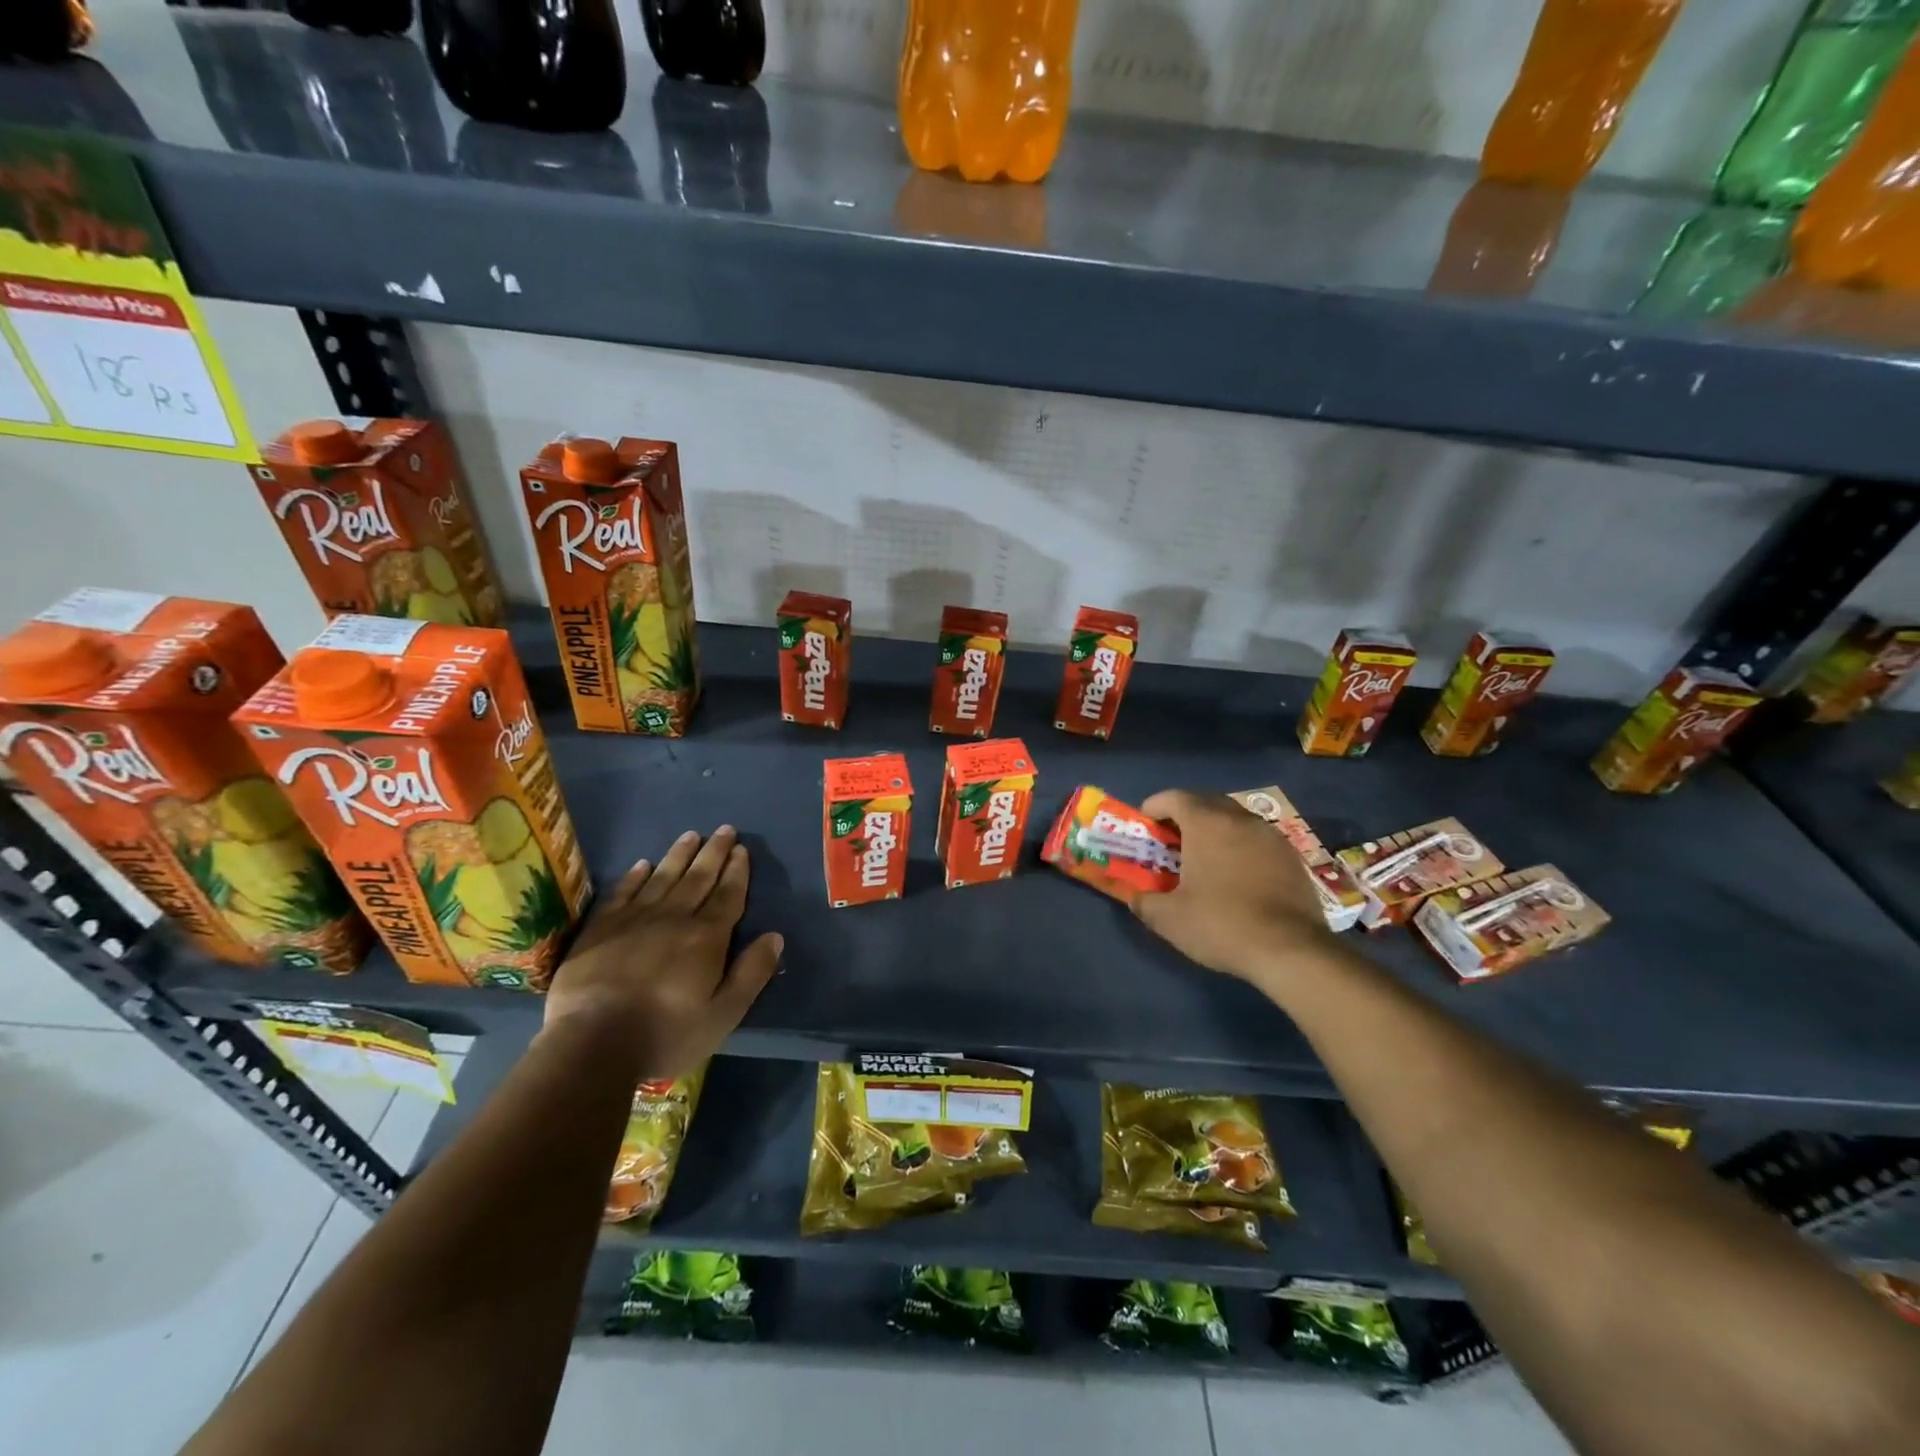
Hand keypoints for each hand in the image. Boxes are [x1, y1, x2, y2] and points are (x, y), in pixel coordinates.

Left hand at [543, 826, 783, 1079]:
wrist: (592, 1044)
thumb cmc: (666, 1033)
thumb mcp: (723, 1014)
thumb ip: (752, 973)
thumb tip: (775, 936)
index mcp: (706, 937)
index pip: (727, 895)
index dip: (737, 871)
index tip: (742, 849)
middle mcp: (673, 918)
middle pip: (698, 878)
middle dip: (714, 853)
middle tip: (725, 830)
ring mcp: (634, 920)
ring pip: (662, 877)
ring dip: (679, 855)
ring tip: (691, 835)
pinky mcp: (600, 929)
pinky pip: (622, 893)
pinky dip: (635, 876)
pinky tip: (642, 864)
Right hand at [1133, 789, 1335, 986]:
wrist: (1292, 951)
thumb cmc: (1221, 924)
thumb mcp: (1168, 919)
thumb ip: (1144, 901)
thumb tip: (1134, 896)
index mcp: (1206, 824)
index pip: (1174, 797)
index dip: (1154, 806)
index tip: (1145, 826)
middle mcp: (1240, 819)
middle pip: (1206, 802)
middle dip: (1184, 815)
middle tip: (1171, 841)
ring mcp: (1271, 836)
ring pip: (1234, 819)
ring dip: (1215, 830)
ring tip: (1204, 858)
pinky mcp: (1292, 857)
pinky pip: (1257, 839)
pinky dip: (1240, 847)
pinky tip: (1236, 876)